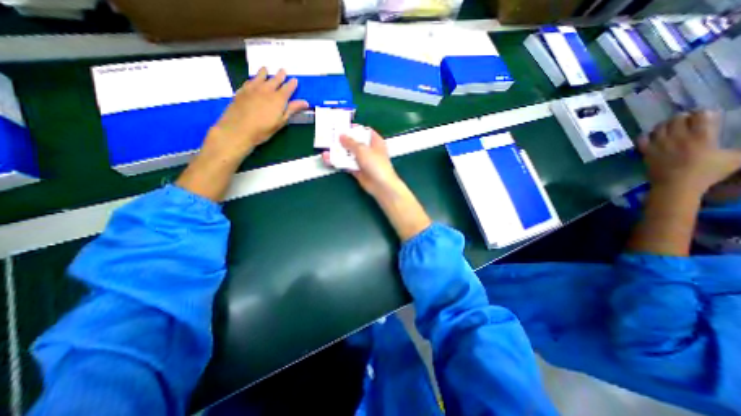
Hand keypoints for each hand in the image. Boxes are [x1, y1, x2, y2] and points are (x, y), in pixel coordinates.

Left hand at [203, 67, 308, 158]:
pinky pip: (249, 81)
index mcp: (278, 98)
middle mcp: (266, 90)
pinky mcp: (241, 90)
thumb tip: (305, 102)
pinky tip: (253, 80)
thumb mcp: (281, 121)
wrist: (238, 129)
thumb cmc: (263, 129)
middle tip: (283, 70)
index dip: (292, 84)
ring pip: (260, 76)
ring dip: (265, 72)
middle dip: (280, 75)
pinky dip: (253, 79)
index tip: (295, 80)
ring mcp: (252, 88)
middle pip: (274, 79)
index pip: (287, 88)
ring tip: (266, 69)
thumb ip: (292, 110)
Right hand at [320, 129, 402, 197]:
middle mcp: (369, 150)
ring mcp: (363, 161)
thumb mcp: (362, 149)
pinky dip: (338, 162)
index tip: (343, 127)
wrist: (380, 185)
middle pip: (355, 143)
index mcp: (375, 141)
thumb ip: (350, 142)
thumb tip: (341, 136)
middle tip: (330, 137)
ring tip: (326, 148)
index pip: (365, 131)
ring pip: (349, 154)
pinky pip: (347, 164)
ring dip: (338, 152)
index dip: (354, 128)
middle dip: (343, 141)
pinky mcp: (358, 170)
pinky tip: (329, 159)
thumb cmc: (376, 164)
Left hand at [637, 109, 740, 193]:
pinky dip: (645, 135)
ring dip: (664, 124)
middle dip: (682, 116)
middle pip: (676, 119)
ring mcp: (659, 145)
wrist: (675, 185)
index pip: (701, 116)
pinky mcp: (646, 152)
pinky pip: (641, 139)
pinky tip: (650, 136)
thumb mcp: (735, 159)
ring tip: (669, 126)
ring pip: (658, 128)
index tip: (705, 114)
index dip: (703, 112)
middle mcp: (677, 137)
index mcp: (701, 136)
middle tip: (685, 119)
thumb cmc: (706, 173)